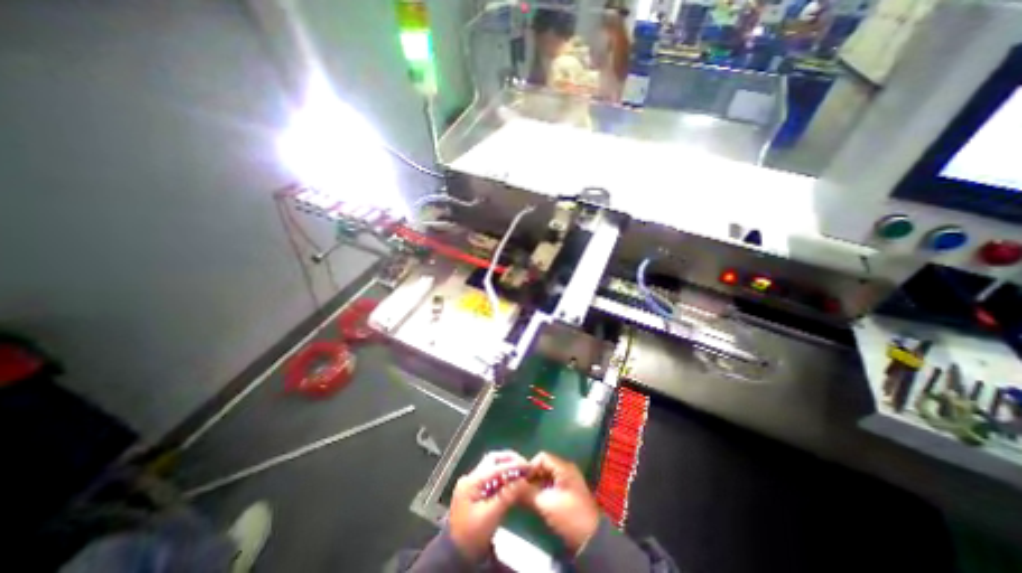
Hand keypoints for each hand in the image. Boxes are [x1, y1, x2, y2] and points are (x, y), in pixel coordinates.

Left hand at [449, 450, 530, 562]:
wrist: (456, 555)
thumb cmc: (472, 536)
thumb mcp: (491, 516)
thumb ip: (507, 495)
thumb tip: (523, 480)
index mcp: (471, 482)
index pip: (495, 467)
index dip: (512, 465)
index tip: (527, 466)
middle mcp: (470, 478)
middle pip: (492, 460)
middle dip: (508, 460)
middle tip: (523, 464)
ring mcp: (471, 484)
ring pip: (492, 467)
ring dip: (506, 468)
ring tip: (520, 472)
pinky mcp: (475, 491)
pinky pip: (491, 478)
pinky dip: (502, 477)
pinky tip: (511, 482)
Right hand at [521, 453, 600, 549]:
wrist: (591, 538)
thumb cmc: (569, 515)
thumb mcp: (546, 504)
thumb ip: (528, 492)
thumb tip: (512, 485)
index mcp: (563, 467)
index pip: (542, 457)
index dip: (530, 466)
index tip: (521, 480)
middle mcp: (566, 469)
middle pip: (544, 465)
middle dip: (532, 476)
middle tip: (521, 489)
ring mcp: (568, 480)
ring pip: (547, 475)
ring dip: (536, 484)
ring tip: (527, 496)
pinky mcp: (568, 491)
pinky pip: (552, 484)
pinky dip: (543, 489)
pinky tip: (536, 500)